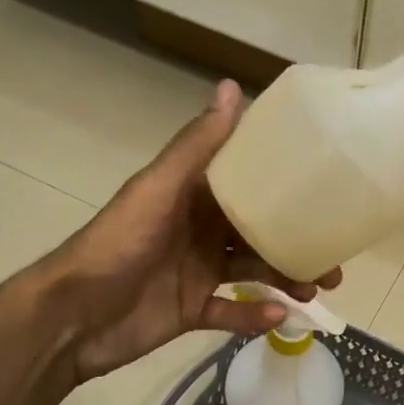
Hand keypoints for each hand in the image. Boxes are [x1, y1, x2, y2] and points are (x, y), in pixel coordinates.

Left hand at [38, 79, 339, 382]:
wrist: (70, 318)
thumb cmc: (116, 246)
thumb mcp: (158, 190)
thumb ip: (197, 146)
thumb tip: (233, 85)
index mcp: (193, 195)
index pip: (246, 182)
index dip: (284, 185)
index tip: (325, 190)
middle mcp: (199, 229)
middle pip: (258, 232)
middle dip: (295, 242)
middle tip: (333, 258)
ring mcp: (196, 271)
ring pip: (253, 271)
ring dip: (285, 278)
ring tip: (316, 289)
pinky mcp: (191, 310)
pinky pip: (232, 311)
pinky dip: (254, 315)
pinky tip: (279, 316)